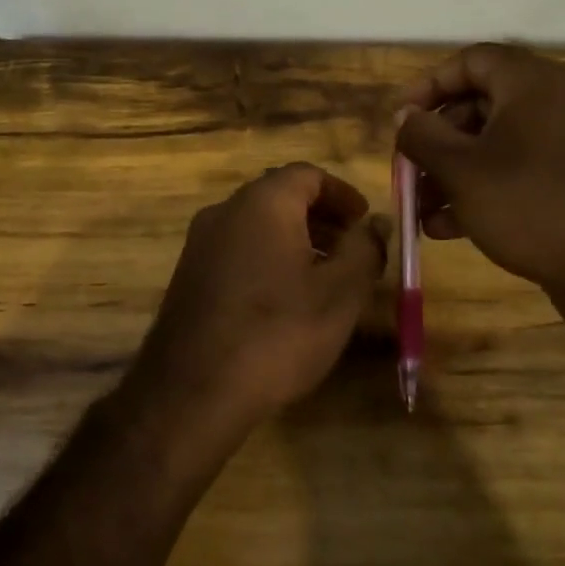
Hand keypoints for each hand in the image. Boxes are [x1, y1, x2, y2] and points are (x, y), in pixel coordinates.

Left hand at [127, 164, 388, 438]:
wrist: (192, 391)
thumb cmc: (277, 333)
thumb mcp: (339, 293)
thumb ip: (365, 249)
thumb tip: (377, 223)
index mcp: (262, 203)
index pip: (307, 174)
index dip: (342, 194)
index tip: (366, 222)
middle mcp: (224, 211)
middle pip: (279, 196)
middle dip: (320, 217)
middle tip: (352, 249)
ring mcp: (199, 244)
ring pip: (256, 225)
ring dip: (294, 239)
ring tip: (324, 277)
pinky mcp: (188, 275)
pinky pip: (236, 250)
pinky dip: (266, 258)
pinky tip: (283, 299)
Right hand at [395, 44, 564, 329]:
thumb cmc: (529, 204)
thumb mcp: (460, 169)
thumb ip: (422, 136)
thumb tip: (405, 116)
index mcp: (531, 83)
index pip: (470, 61)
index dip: (429, 85)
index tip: (401, 119)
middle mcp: (554, 103)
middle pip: (479, 106)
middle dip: (436, 142)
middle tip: (408, 171)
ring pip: (494, 145)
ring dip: (451, 174)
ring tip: (421, 211)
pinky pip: (517, 172)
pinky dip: (482, 191)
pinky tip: (448, 228)